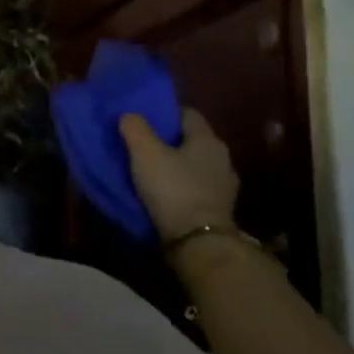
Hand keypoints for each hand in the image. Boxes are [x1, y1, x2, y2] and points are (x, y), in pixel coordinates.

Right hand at [119, 109, 240, 239]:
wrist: (198, 242)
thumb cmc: (173, 188)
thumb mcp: (145, 152)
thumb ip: (135, 127)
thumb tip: (130, 115)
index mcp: (208, 139)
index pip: (187, 113)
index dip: (164, 112)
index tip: (143, 118)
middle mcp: (222, 158)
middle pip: (191, 139)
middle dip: (168, 139)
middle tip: (141, 142)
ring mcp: (224, 185)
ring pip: (194, 164)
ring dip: (175, 164)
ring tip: (150, 168)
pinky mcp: (219, 208)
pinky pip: (196, 186)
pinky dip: (181, 184)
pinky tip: (163, 190)